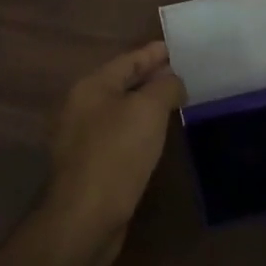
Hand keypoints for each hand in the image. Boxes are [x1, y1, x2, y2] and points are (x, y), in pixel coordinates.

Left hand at [38, 41, 184, 265]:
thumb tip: (173, 80)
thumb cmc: (117, 154)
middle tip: (184, 73)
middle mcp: (81, 108)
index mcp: (91, 87)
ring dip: (146, 105)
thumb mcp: (148, 110)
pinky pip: (120, 136)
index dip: (154, 53)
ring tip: (176, 102)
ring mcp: (82, 138)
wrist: (85, 217)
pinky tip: (157, 137)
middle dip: (151, 77)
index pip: (128, 59)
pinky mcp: (90, 165)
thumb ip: (164, 87)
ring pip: (121, 111)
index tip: (178, 48)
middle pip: (122, 84)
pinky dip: (140, 130)